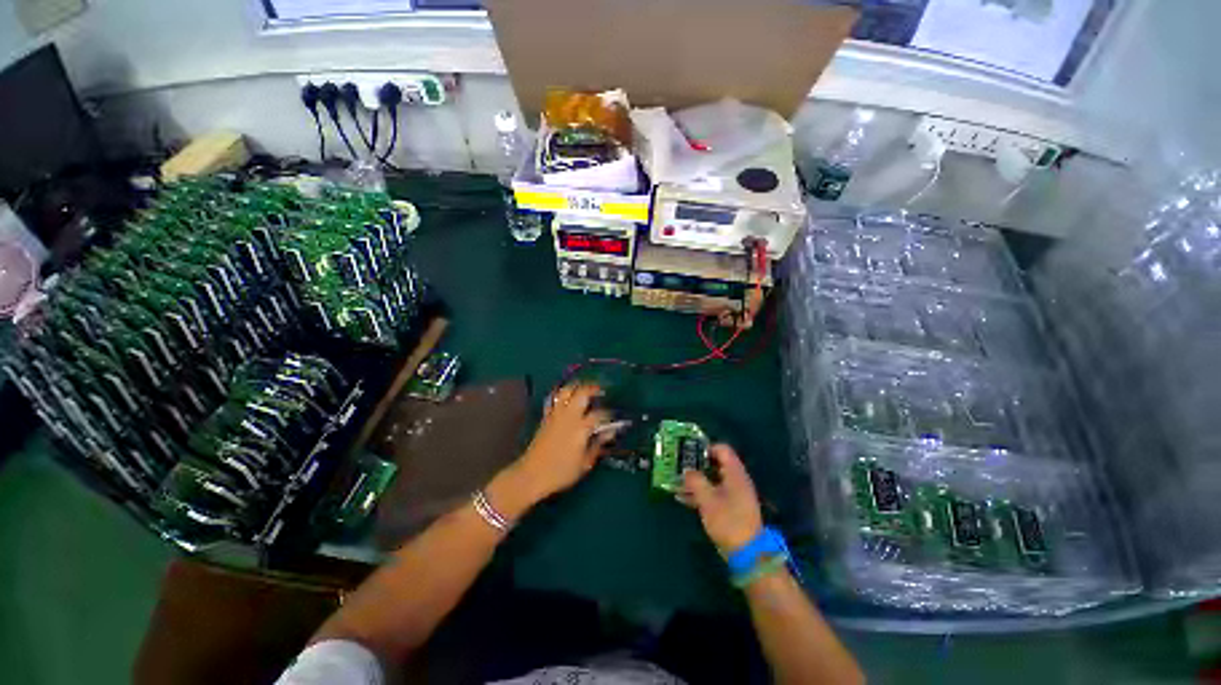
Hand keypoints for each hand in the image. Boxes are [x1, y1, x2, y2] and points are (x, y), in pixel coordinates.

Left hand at [497, 383, 614, 509]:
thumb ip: (598, 445)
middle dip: (593, 388)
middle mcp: (569, 416)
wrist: (532, 475)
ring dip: (577, 386)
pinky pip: (554, 399)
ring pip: (566, 391)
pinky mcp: (546, 417)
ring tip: (584, 388)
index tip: (614, 417)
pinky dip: (561, 394)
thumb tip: (609, 433)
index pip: (599, 413)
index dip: (609, 413)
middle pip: (582, 393)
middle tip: (601, 390)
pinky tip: (566, 397)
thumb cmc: (561, 472)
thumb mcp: (585, 463)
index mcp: (581, 428)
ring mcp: (555, 414)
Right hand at [682, 444, 763, 554]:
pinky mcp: (731, 508)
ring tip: (677, 481)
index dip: (705, 448)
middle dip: (697, 464)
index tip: (688, 452)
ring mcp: (734, 494)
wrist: (748, 553)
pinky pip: (713, 493)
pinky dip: (700, 493)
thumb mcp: (707, 499)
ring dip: (696, 480)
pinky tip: (683, 498)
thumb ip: (695, 481)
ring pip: (712, 479)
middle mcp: (736, 480)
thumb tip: (687, 470)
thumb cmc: (728, 520)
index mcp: (734, 473)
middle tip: (680, 466)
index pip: (722, 449)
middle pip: (716, 464)